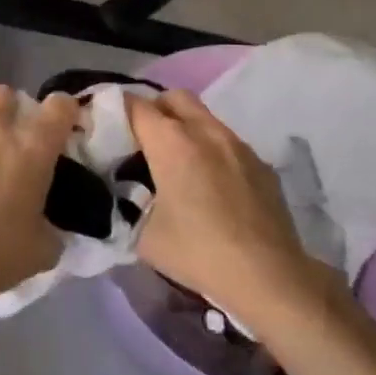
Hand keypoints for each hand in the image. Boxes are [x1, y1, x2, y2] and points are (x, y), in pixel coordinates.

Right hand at [129, 89, 318, 327]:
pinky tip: (210, 185)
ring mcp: (238, 144)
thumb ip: (127, 205)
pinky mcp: (260, 163)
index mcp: (172, 142)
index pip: (136, 106)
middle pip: (174, 97)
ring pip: (204, 117)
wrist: (268, 276)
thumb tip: (123, 196)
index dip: (116, 111)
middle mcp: (205, 131)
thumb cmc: (198, 252)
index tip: (107, 128)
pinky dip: (211, 150)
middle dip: (154, 109)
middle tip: (142, 139)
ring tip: (176, 163)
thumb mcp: (144, 236)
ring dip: (185, 128)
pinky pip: (227, 142)